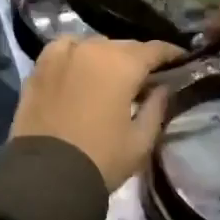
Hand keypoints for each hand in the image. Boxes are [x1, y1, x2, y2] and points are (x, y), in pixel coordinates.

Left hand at [11, 37, 185, 190]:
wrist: (46, 175)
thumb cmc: (101, 159)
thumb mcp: (140, 141)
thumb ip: (156, 108)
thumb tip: (162, 87)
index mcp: (122, 64)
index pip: (153, 49)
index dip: (169, 54)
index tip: (180, 60)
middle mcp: (92, 49)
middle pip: (123, 46)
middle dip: (137, 58)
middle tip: (145, 76)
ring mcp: (62, 55)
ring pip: (93, 44)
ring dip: (106, 55)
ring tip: (110, 74)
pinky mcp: (39, 67)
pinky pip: (63, 49)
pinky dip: (75, 53)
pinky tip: (78, 66)